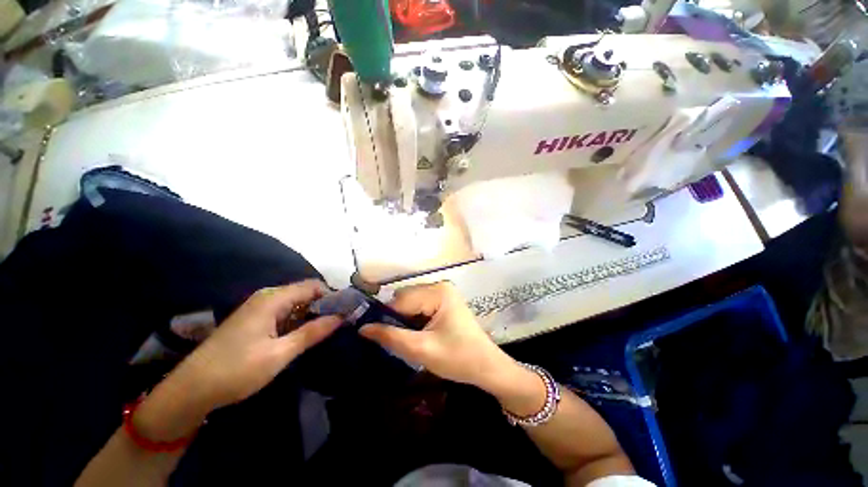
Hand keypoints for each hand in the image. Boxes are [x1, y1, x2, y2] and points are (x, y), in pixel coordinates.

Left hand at [175, 280, 341, 409]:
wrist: (191, 390)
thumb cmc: (236, 371)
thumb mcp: (280, 354)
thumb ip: (312, 332)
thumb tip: (341, 317)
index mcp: (272, 299)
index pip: (313, 286)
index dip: (332, 296)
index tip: (346, 311)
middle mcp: (267, 297)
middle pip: (305, 293)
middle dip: (324, 305)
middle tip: (339, 323)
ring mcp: (259, 308)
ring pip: (296, 303)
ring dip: (312, 314)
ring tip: (327, 329)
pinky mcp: (255, 320)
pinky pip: (285, 312)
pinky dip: (299, 320)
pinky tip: (304, 334)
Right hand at [359, 282, 517, 390]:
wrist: (487, 367)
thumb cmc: (458, 358)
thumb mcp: (422, 349)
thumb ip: (391, 337)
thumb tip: (362, 328)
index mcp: (437, 291)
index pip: (400, 300)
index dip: (385, 318)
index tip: (372, 336)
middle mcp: (439, 286)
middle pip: (405, 300)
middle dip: (396, 320)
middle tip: (392, 342)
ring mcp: (442, 294)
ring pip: (410, 305)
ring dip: (404, 322)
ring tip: (404, 340)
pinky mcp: (443, 303)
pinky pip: (419, 308)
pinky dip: (413, 321)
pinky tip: (415, 336)